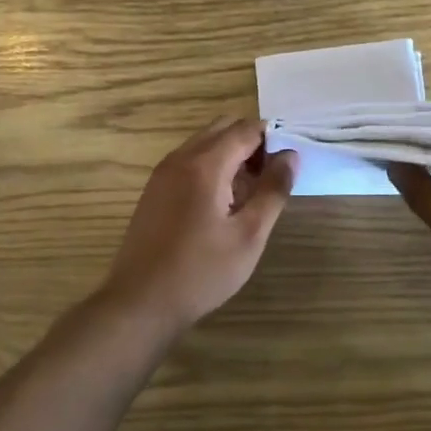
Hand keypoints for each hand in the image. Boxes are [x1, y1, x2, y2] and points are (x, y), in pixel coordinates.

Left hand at [94, 117, 298, 333]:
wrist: (140, 302)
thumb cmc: (201, 271)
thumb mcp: (249, 235)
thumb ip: (272, 191)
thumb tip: (291, 156)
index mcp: (204, 164)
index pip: (245, 129)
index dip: (273, 138)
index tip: (290, 163)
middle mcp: (180, 158)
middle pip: (223, 129)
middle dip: (252, 143)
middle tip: (271, 178)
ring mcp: (163, 173)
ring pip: (205, 144)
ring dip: (232, 155)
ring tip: (251, 194)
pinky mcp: (155, 190)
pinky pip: (190, 162)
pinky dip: (212, 168)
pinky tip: (223, 205)